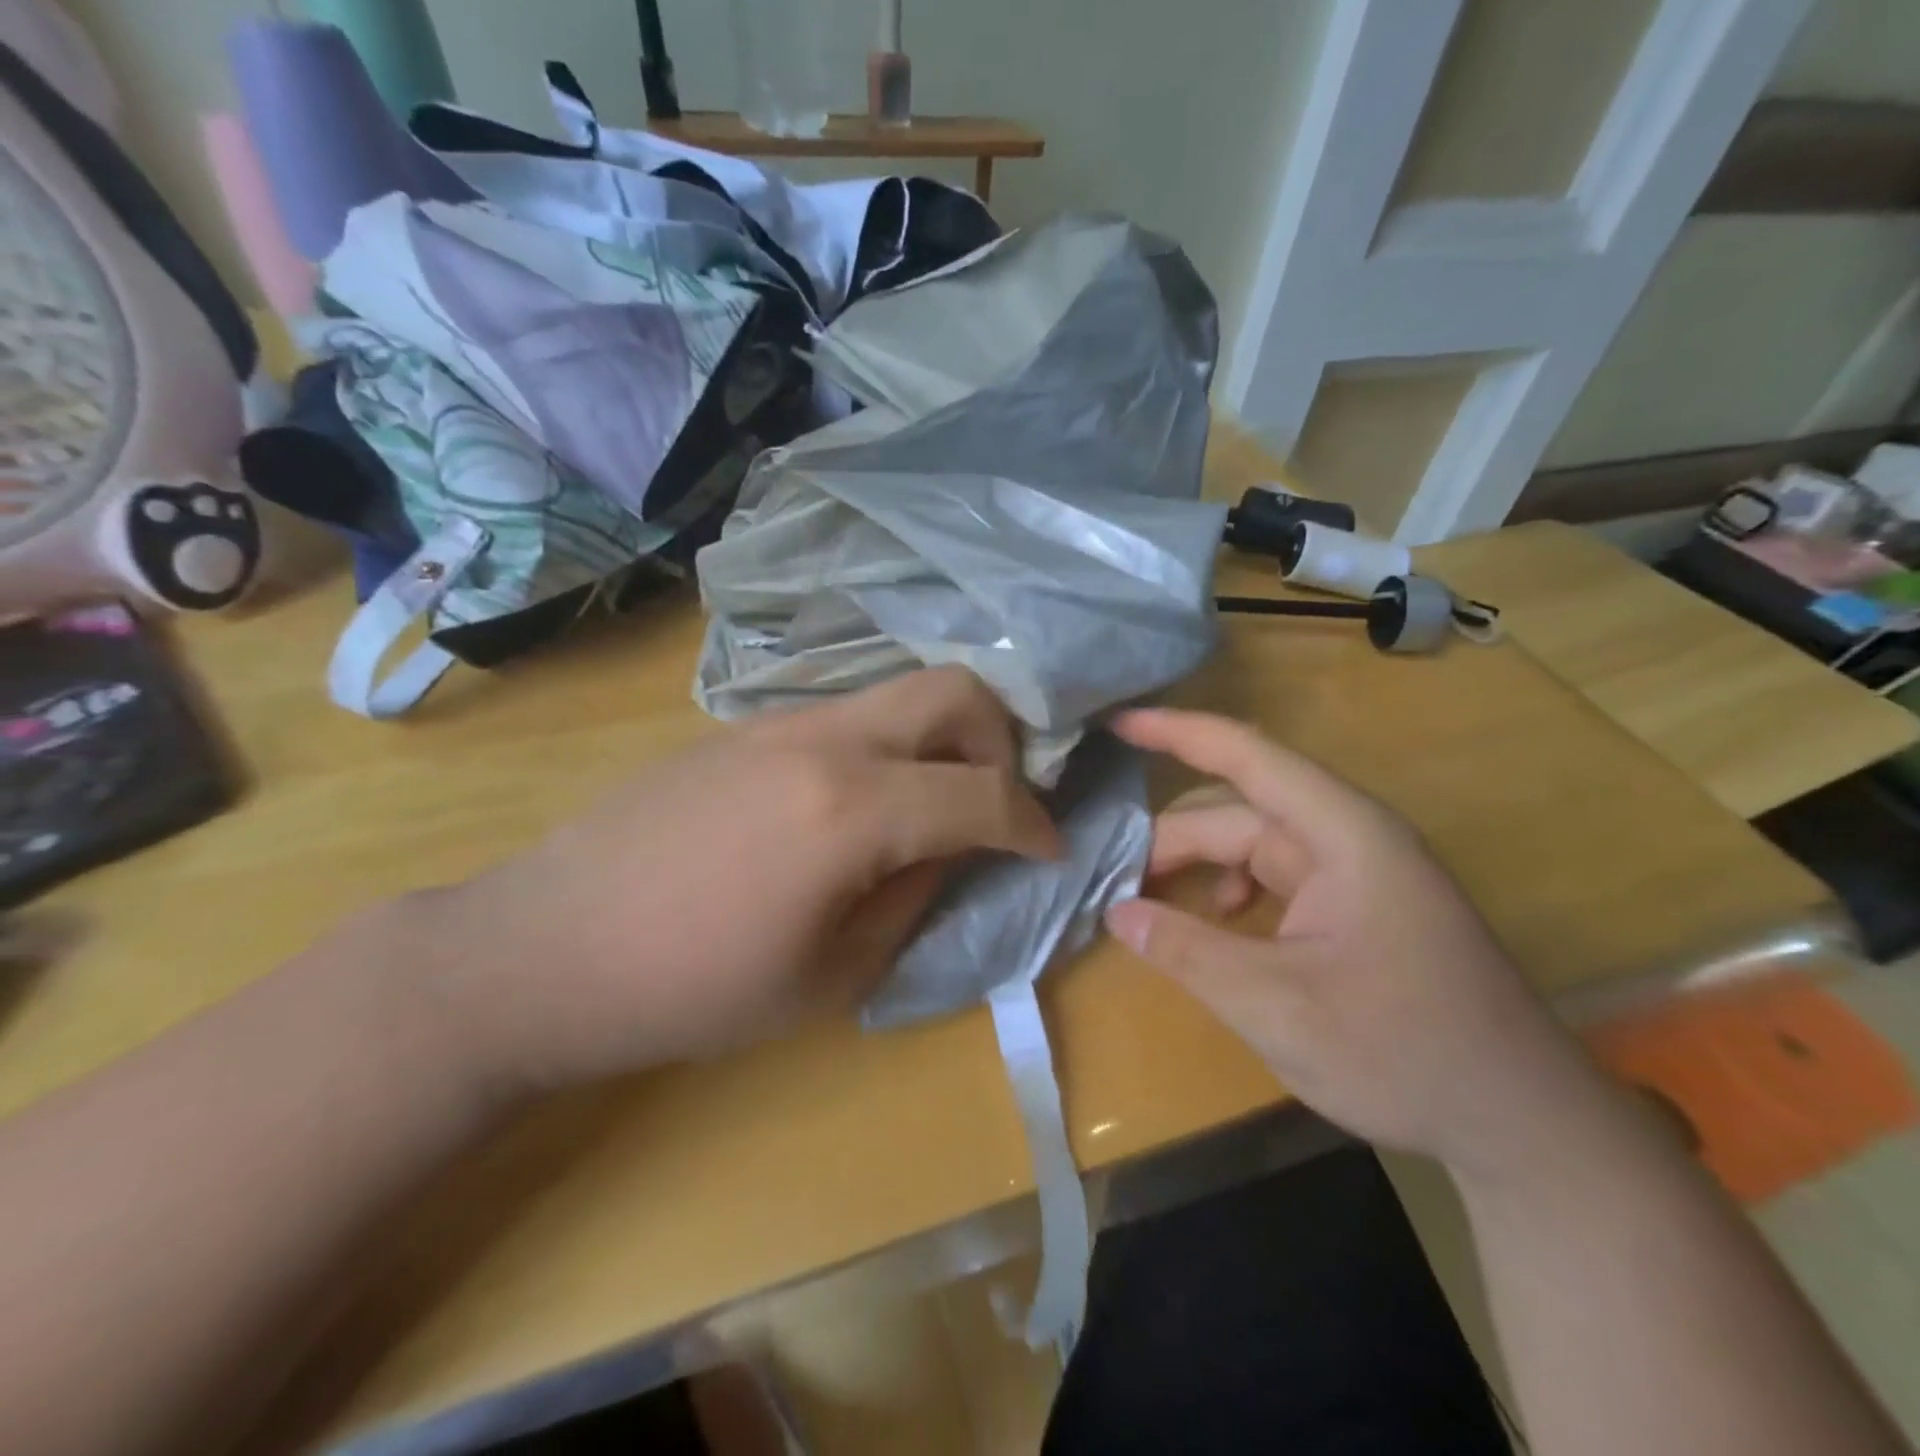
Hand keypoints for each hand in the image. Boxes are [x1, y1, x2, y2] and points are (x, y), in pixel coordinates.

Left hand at [400, 668, 1059, 1096]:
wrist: (545, 948)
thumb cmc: (691, 989)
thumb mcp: (831, 974)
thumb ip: (916, 898)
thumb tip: (959, 852)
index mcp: (852, 808)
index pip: (984, 793)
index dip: (1033, 824)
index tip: (1049, 850)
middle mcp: (825, 738)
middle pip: (954, 690)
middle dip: (1001, 741)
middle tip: (994, 803)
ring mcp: (780, 720)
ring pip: (899, 694)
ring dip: (942, 739)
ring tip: (933, 807)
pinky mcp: (745, 726)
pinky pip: (849, 714)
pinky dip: (888, 745)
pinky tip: (861, 805)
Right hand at [1104, 708, 1605, 1178]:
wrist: (1523, 1124)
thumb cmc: (1404, 1052)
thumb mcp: (1276, 1005)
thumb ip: (1187, 951)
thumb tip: (1116, 911)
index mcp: (1342, 833)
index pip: (1246, 755)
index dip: (1176, 731)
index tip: (1115, 723)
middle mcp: (1348, 836)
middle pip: (1237, 809)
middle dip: (1171, 837)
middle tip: (1113, 879)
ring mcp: (1354, 871)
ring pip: (1251, 843)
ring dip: (1197, 865)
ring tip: (1149, 904)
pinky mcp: (1355, 905)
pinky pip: (1274, 875)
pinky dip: (1230, 890)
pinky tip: (1216, 926)